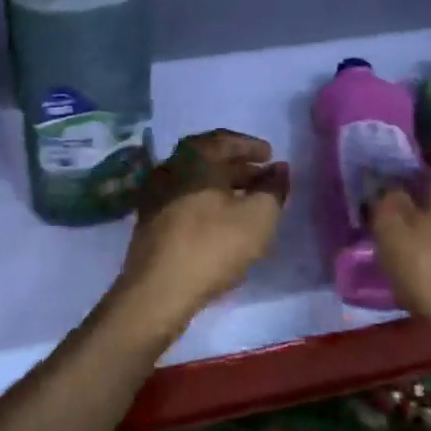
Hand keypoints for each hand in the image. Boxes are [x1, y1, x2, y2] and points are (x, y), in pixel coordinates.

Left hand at [109, 130, 289, 343]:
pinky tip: (221, 221)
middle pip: (209, 159)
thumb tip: (280, 169)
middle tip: (263, 178)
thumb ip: (274, 189)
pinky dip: (206, 202)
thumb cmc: (212, 245)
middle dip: (239, 167)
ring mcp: (155, 193)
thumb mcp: (258, 217)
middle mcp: (169, 166)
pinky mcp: (149, 220)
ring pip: (196, 181)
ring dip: (223, 186)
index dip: (250, 146)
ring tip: (247, 202)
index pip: (225, 140)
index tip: (270, 155)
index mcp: (193, 156)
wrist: (158, 290)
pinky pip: (184, 199)